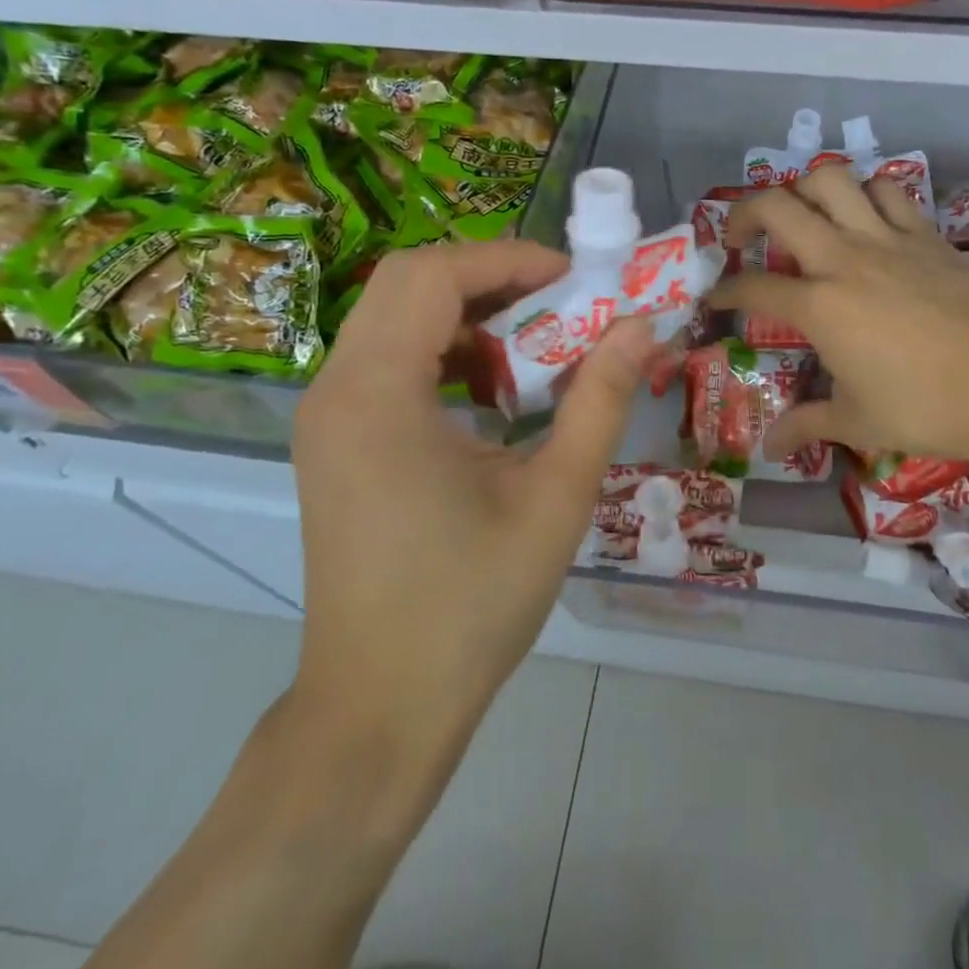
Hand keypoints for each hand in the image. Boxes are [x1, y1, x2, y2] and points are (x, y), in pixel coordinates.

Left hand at [289, 241, 653, 743]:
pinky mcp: (335, 442)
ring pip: (397, 318)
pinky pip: (389, 360)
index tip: (578, 280)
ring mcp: (327, 417)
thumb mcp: (556, 496)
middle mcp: (337, 390)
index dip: (511, 259)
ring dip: (470, 314)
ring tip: (535, 349)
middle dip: (493, 278)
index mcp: (378, 395)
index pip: (435, 275)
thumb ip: (600, 399)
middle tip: (562, 304)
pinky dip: (446, 352)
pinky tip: (493, 396)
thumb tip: (641, 326)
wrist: (381, 709)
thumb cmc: (472, 604)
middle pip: (409, 282)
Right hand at [711, 164, 968, 477]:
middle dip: (744, 214)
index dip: (726, 292)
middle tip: (741, 237)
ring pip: (832, 180)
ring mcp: (887, 239)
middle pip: (777, 207)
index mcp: (819, 306)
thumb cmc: (926, 408)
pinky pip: (888, 191)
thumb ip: (806, 424)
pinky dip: (866, 193)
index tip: (717, 298)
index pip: (753, 288)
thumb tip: (770, 445)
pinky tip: (864, 217)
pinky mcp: (926, 235)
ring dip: (805, 190)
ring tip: (803, 216)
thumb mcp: (857, 421)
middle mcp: (844, 258)